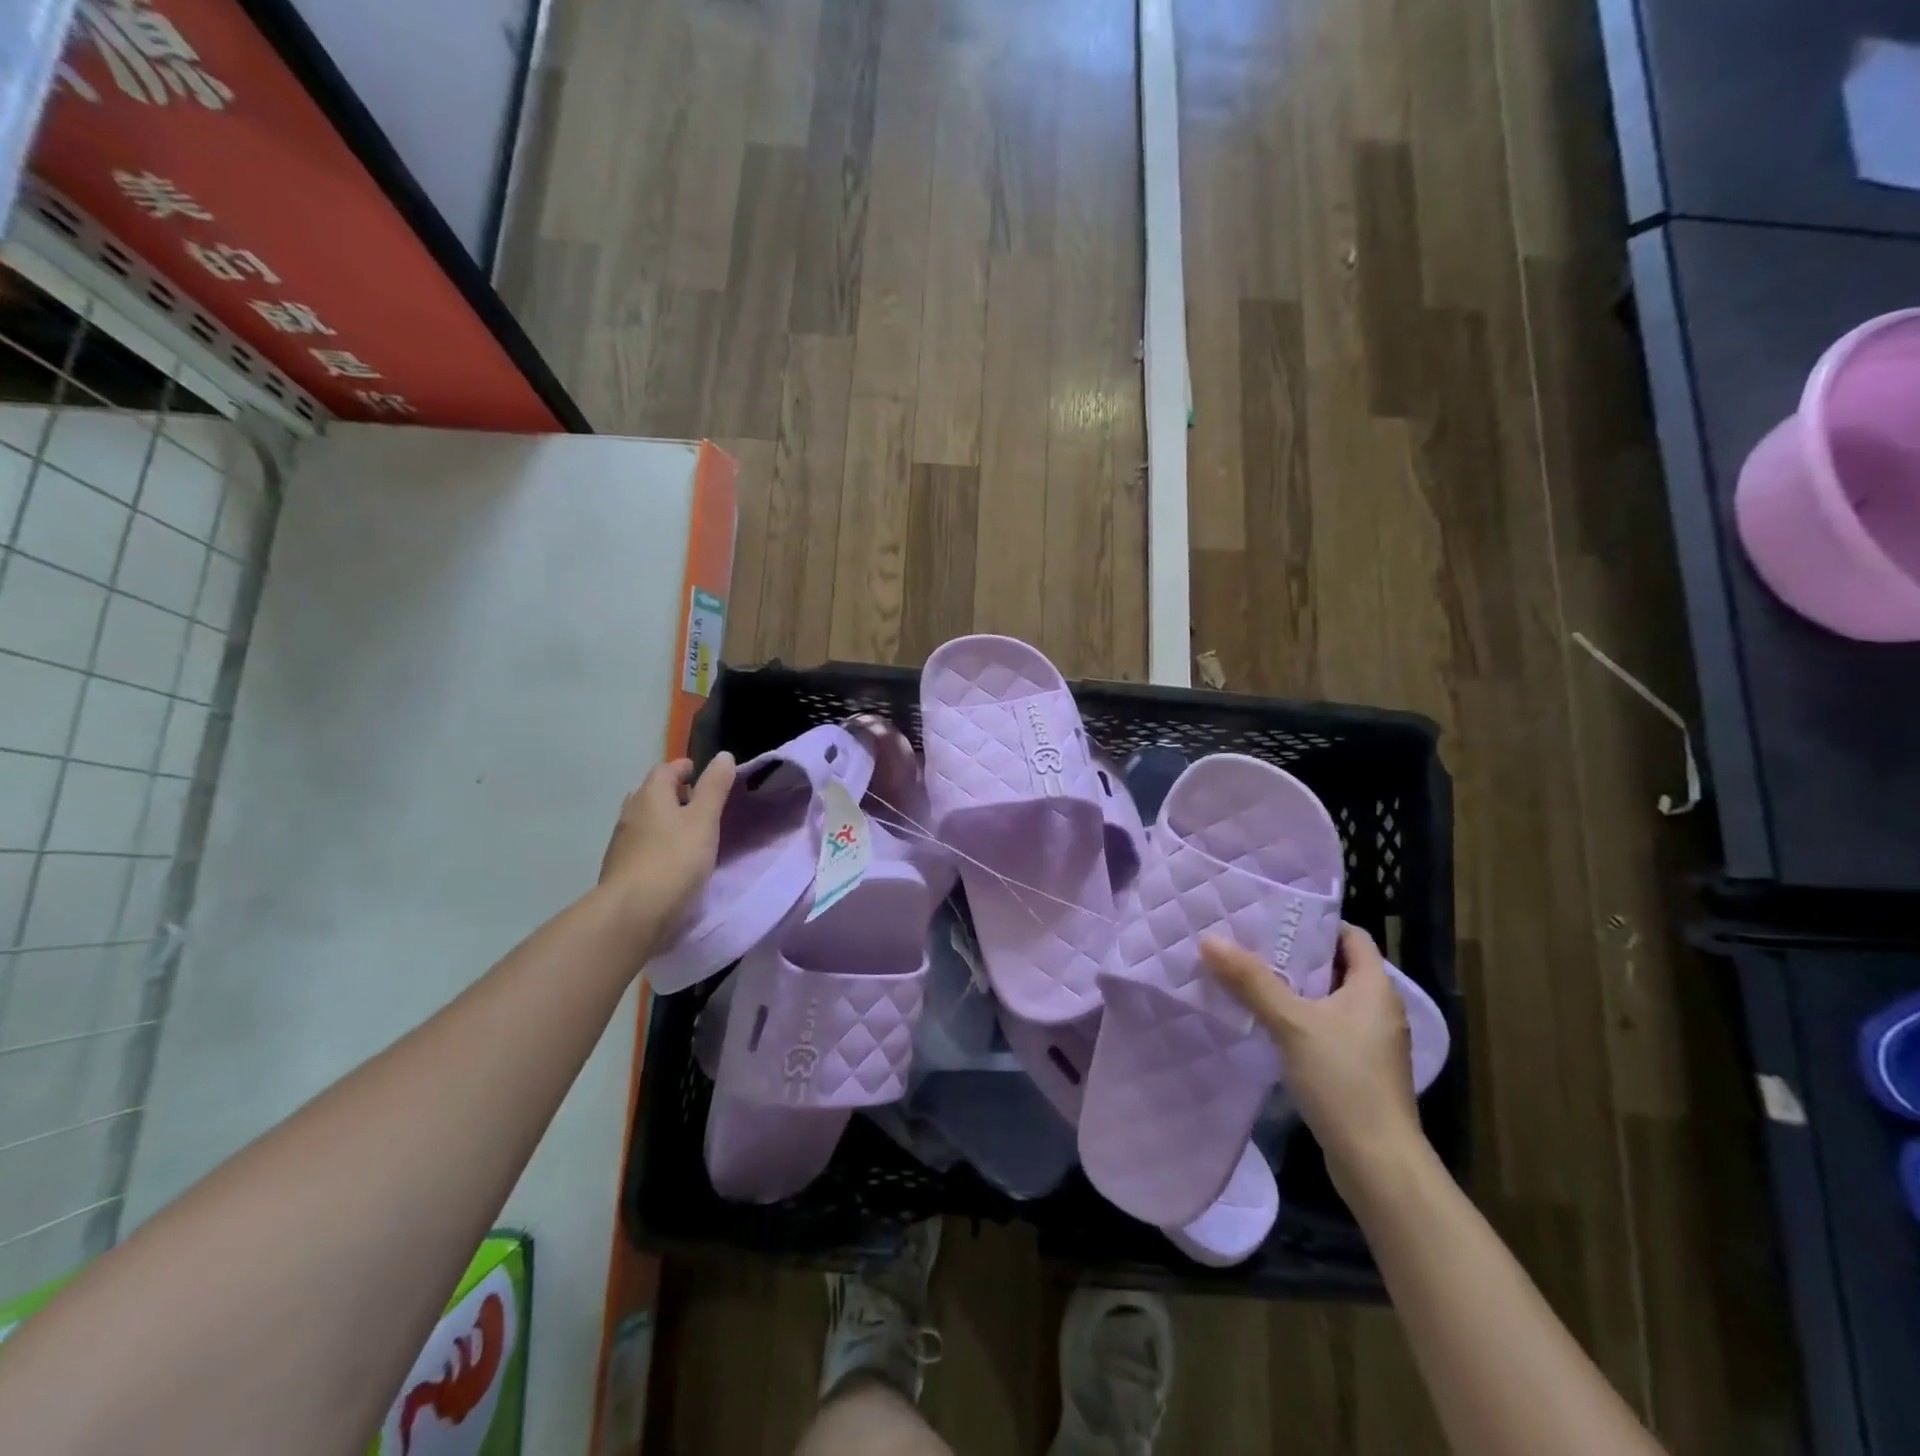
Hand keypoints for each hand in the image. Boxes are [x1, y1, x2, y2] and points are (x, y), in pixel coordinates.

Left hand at [598, 754, 735, 941]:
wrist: (632, 914)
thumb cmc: (674, 860)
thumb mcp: (704, 820)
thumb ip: (715, 787)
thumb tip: (723, 756)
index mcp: (650, 796)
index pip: (665, 770)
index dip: (683, 768)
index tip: (700, 773)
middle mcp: (630, 813)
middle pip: (651, 794)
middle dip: (672, 793)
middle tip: (697, 802)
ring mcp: (621, 843)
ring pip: (644, 820)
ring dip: (663, 819)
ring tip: (688, 831)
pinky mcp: (620, 869)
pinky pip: (640, 845)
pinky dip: (656, 843)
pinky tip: (670, 858)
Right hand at [1202, 924, 1424, 1195]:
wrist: (1378, 1163)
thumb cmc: (1343, 1080)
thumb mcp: (1292, 1023)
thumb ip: (1251, 980)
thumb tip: (1209, 939)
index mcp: (1375, 988)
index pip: (1351, 936)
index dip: (1317, 923)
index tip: (1275, 917)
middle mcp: (1378, 1009)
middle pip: (1336, 966)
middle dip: (1295, 954)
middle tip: (1249, 941)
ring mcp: (1370, 1042)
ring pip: (1328, 999)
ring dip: (1293, 988)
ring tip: (1248, 976)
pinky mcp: (1358, 1069)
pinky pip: (1326, 1028)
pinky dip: (1299, 1018)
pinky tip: (1265, 1022)